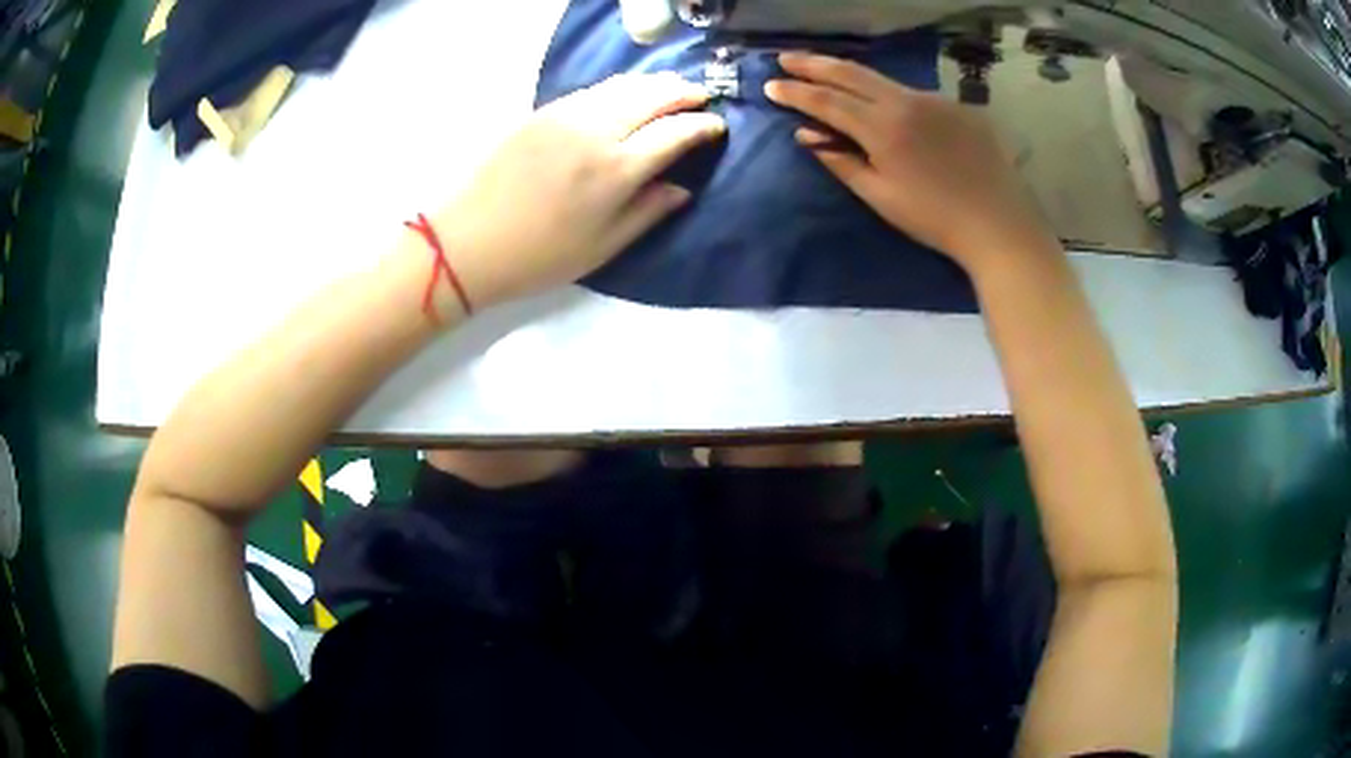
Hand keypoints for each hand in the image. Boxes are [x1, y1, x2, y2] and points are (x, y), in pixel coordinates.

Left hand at [432, 73, 724, 309]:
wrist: (465, 242)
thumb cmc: (537, 256)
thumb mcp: (602, 247)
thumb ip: (648, 212)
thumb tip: (681, 188)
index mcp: (617, 169)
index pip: (675, 132)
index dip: (703, 126)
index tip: (717, 126)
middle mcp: (597, 130)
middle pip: (653, 95)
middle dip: (684, 92)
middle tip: (701, 97)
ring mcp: (566, 115)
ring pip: (623, 85)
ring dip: (654, 83)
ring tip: (670, 89)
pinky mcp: (542, 112)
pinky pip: (593, 89)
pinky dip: (620, 87)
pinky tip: (625, 95)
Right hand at [765, 53, 1057, 269]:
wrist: (998, 224)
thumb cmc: (935, 219)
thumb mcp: (880, 197)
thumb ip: (841, 161)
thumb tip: (807, 135)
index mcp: (882, 128)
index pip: (827, 100)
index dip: (795, 92)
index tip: (770, 85)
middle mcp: (905, 102)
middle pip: (851, 73)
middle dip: (814, 64)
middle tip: (786, 57)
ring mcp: (934, 100)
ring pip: (882, 79)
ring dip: (850, 74)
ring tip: (827, 73)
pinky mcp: (957, 106)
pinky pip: (913, 93)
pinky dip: (888, 93)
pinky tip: (883, 102)